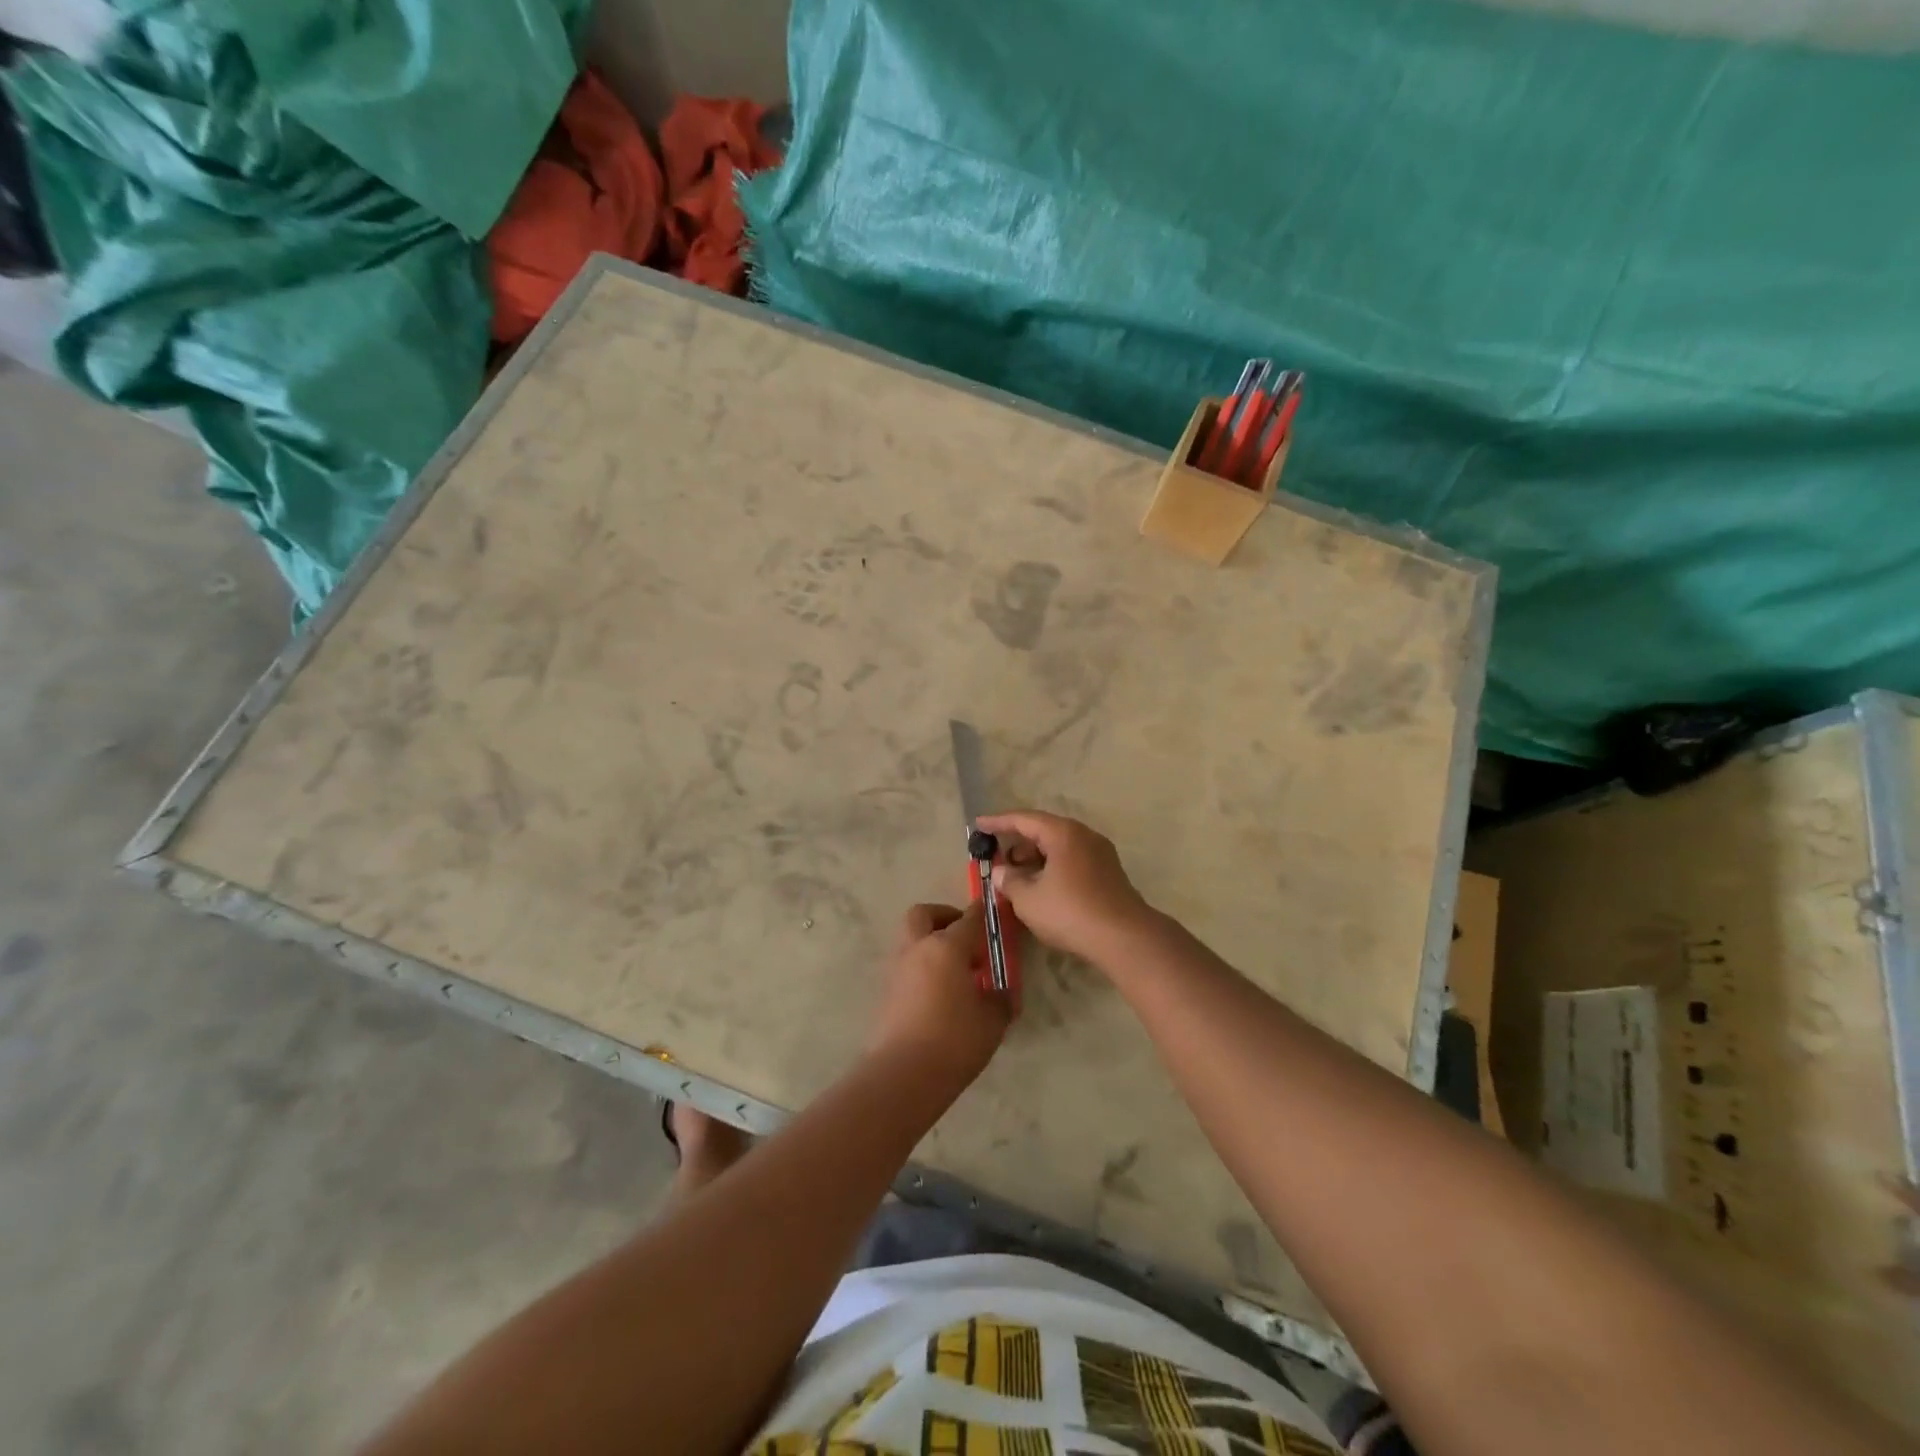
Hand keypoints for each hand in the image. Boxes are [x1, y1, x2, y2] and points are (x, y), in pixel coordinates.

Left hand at [866, 903, 1009, 1088]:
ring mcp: (898, 969)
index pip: (969, 919)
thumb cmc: (954, 1041)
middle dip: (944, 917)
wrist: (903, 1075)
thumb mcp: (992, 1021)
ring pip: (912, 939)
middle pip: (924, 914)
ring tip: (957, 972)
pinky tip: (941, 993)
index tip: (993, 909)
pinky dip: (923, 967)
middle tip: (965, 937)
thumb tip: (1000, 993)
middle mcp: (918, 949)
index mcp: (946, 947)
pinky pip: (908, 965)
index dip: (983, 913)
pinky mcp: (887, 991)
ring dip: (932, 943)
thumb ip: (999, 999)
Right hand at [976, 811, 1153, 965]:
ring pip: (1059, 848)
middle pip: (1044, 831)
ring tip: (1015, 877)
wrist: (1124, 938)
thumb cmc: (1071, 912)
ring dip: (1035, 859)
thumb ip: (1009, 881)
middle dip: (1017, 843)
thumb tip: (1001, 872)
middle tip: (996, 858)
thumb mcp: (1029, 899)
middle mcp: (1084, 836)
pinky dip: (1052, 868)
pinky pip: (1072, 862)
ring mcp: (1100, 854)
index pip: (1024, 819)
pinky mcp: (1108, 874)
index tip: (979, 824)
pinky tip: (1041, 888)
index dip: (998, 822)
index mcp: (1063, 833)